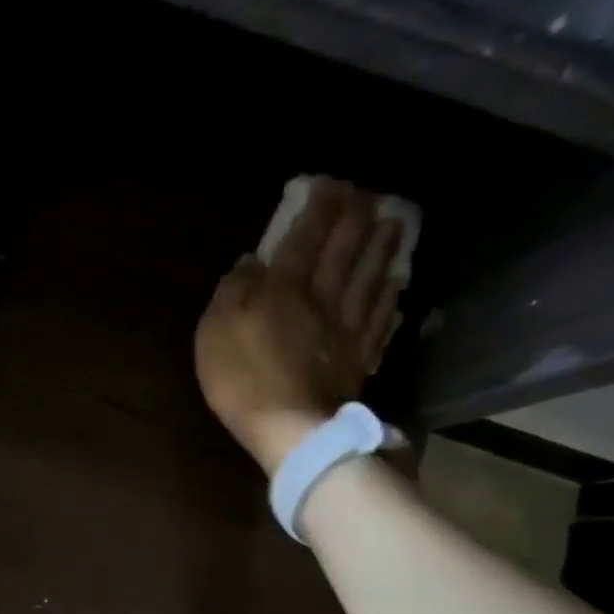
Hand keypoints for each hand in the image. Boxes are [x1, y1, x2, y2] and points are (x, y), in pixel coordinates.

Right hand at [194, 180, 404, 473]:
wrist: (291, 431)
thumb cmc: (243, 380)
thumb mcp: (216, 331)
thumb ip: (233, 292)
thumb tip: (251, 262)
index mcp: (285, 289)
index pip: (305, 238)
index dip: (318, 208)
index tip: (329, 183)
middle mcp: (323, 299)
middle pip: (345, 251)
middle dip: (356, 218)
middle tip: (368, 194)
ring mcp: (347, 329)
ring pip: (371, 279)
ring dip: (383, 248)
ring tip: (396, 223)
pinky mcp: (359, 358)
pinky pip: (380, 320)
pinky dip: (390, 298)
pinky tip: (397, 286)